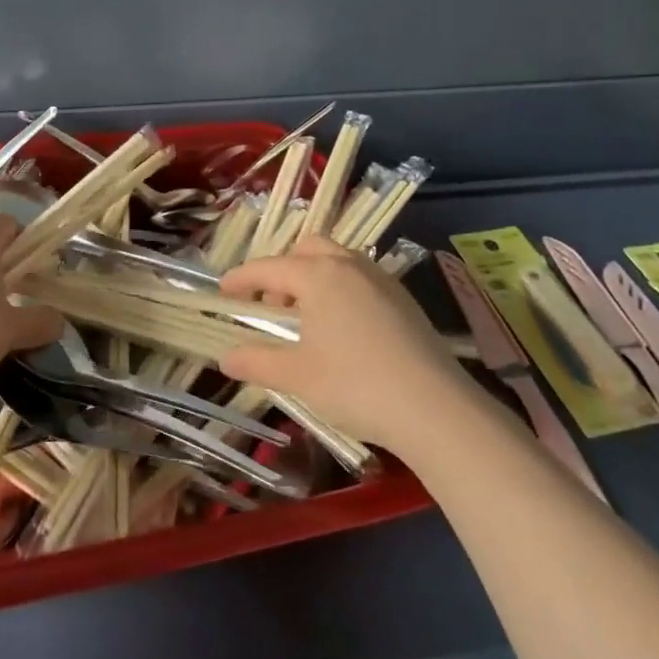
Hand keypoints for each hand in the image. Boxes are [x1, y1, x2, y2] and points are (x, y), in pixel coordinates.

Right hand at [219, 237, 474, 453]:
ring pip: (337, 260)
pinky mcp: (404, 298)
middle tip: (270, 306)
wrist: (435, 408)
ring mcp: (381, 279)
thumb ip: (257, 362)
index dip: (241, 278)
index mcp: (317, 275)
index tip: (223, 291)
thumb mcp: (297, 376)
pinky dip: (339, 288)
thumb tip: (225, 357)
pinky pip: (360, 277)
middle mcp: (348, 265)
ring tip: (305, 318)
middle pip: (306, 250)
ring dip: (312, 277)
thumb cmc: (355, 385)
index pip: (268, 268)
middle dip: (282, 270)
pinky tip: (342, 328)